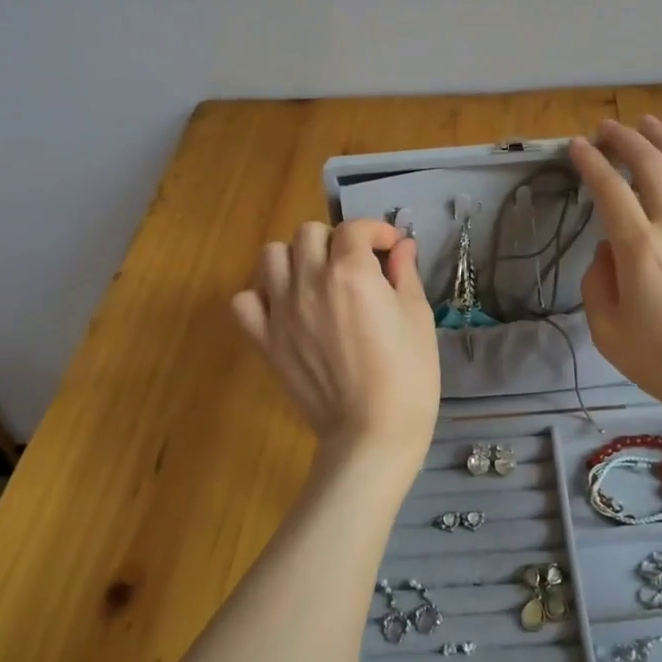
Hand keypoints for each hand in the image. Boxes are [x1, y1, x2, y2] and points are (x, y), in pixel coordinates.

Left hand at [232, 219, 440, 477]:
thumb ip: (404, 274)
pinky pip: (244, 301)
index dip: (376, 232)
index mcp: (352, 273)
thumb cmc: (408, 375)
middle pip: (308, 233)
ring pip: (271, 255)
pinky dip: (260, 296)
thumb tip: (401, 246)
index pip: (355, 229)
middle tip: (354, 265)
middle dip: (335, 240)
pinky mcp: (265, 340)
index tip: (389, 248)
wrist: (372, 433)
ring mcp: (281, 311)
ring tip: (316, 279)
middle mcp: (310, 281)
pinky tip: (284, 307)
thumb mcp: (418, 318)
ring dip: (295, 258)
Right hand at [570, 117, 661, 447]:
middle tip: (606, 129)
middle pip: (650, 165)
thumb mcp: (609, 333)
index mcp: (639, 249)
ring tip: (647, 123)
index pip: (610, 189)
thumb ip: (597, 284)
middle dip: (624, 139)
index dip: (590, 163)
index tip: (576, 147)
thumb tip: (607, 249)